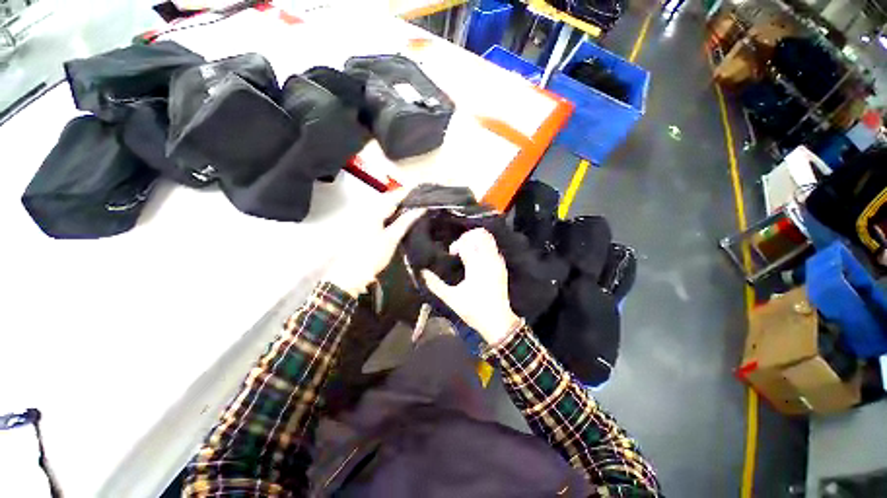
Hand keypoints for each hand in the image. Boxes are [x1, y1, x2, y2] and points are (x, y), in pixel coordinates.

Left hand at [325, 190, 423, 296]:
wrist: (349, 274)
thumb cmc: (371, 255)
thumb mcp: (391, 238)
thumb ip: (405, 222)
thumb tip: (420, 209)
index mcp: (373, 211)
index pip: (393, 196)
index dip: (406, 192)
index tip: (420, 189)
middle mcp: (366, 211)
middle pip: (387, 200)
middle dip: (402, 199)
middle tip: (418, 201)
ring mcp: (363, 219)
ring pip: (383, 208)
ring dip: (397, 207)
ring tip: (412, 209)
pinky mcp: (362, 228)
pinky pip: (379, 216)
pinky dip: (390, 215)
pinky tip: (398, 219)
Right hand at [422, 228, 519, 345]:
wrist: (498, 321)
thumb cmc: (474, 310)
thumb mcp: (451, 299)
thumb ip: (435, 284)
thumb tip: (422, 272)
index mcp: (476, 266)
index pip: (466, 243)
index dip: (456, 245)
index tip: (452, 254)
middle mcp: (489, 260)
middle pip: (480, 234)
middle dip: (467, 236)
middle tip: (460, 247)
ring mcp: (497, 262)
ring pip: (489, 238)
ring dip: (476, 239)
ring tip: (467, 249)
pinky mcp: (502, 266)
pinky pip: (493, 246)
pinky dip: (484, 245)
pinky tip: (476, 256)